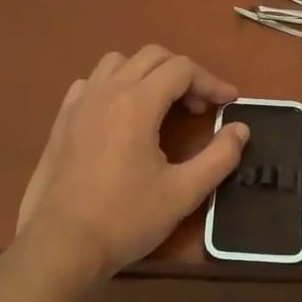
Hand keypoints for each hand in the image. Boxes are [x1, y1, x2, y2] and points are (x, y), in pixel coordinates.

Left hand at [15, 46, 248, 281]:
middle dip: (183, 74)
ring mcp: (79, 104)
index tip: (229, 103)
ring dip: (146, 73)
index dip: (211, 81)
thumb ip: (219, 157)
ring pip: (118, 62)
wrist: (61, 245)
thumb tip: (240, 129)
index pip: (182, 69)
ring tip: (161, 104)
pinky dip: (114, 86)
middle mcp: (107, 91)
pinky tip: (120, 115)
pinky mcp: (61, 121)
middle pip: (152, 56)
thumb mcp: (184, 192)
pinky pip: (91, 83)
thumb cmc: (126, 218)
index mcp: (137, 103)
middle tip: (200, 107)